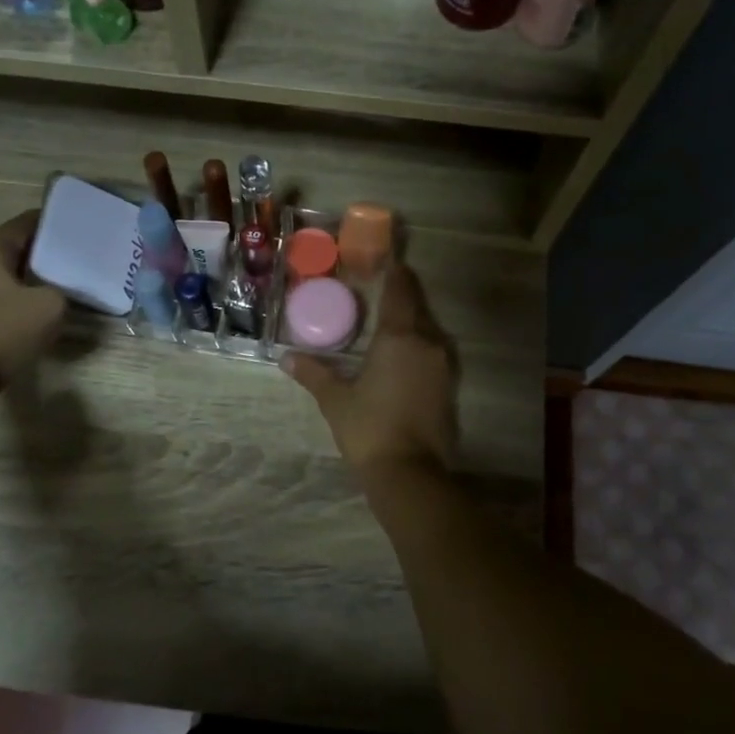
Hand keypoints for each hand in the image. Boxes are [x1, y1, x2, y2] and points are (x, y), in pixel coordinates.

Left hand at [0, 212, 66, 392]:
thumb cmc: (2, 332)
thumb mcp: (49, 307)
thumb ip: (59, 291)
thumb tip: (54, 293)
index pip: (19, 226)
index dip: (44, 222)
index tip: (67, 223)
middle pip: (7, 251)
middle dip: (36, 254)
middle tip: (66, 258)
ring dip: (23, 280)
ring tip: (52, 287)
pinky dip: (11, 301)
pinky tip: (30, 314)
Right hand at [283, 263, 456, 472]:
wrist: (409, 473)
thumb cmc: (368, 428)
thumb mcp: (335, 400)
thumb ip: (313, 373)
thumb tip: (286, 358)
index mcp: (399, 337)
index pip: (400, 290)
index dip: (394, 272)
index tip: (385, 259)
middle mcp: (427, 343)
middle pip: (416, 307)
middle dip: (400, 295)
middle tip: (379, 288)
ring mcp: (442, 366)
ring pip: (427, 331)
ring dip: (410, 322)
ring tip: (386, 322)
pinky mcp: (448, 387)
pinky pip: (432, 353)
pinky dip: (417, 346)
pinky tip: (400, 356)